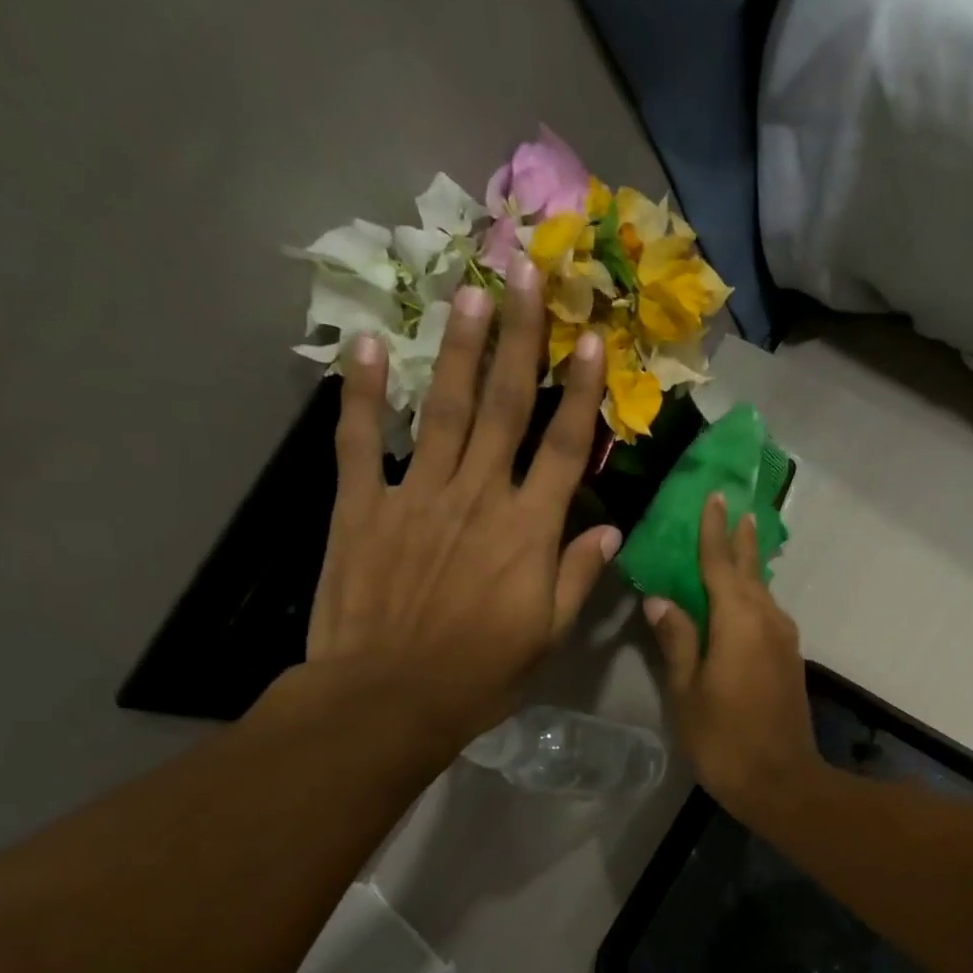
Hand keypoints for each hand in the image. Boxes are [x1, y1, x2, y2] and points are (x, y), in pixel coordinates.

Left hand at [299, 256, 620, 760]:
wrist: (389, 698)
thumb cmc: (481, 673)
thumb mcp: (548, 635)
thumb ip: (578, 576)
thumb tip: (611, 530)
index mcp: (528, 530)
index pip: (562, 446)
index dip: (579, 390)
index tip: (589, 338)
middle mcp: (477, 496)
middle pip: (505, 407)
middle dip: (520, 338)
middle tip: (528, 274)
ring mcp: (415, 495)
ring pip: (445, 410)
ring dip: (462, 349)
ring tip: (473, 292)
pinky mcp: (361, 506)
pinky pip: (361, 441)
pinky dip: (365, 394)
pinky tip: (374, 347)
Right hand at [643, 493, 821, 822]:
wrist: (781, 780)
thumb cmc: (724, 738)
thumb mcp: (687, 690)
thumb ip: (677, 639)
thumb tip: (661, 598)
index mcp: (738, 620)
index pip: (721, 564)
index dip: (714, 531)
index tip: (715, 497)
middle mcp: (767, 620)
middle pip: (750, 570)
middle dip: (740, 538)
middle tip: (735, 507)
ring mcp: (783, 640)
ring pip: (762, 591)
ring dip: (749, 565)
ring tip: (738, 542)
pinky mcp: (789, 659)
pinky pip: (768, 613)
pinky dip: (753, 595)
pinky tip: (744, 598)